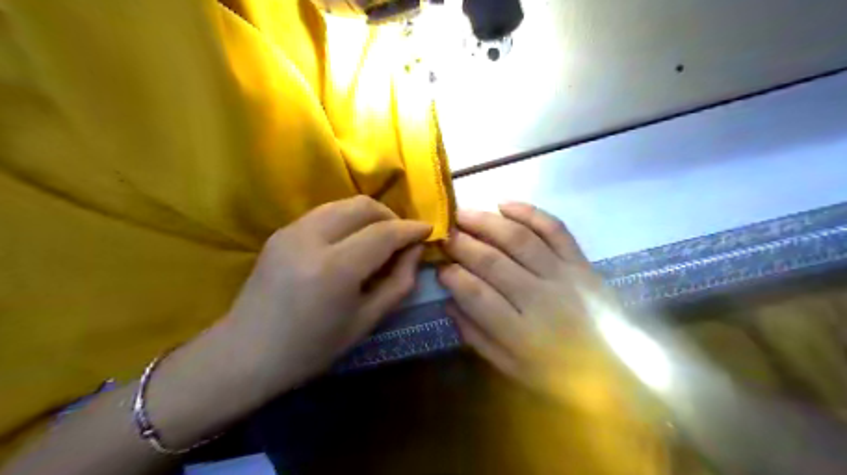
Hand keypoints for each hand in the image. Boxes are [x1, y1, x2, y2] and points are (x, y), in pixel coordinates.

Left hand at [223, 195, 431, 392]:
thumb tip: (415, 250)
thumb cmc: (311, 348)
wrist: (245, 354)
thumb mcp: (366, 321)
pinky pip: (325, 213)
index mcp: (335, 269)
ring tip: (379, 238)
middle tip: (402, 237)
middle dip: (390, 215)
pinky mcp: (280, 231)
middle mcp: (311, 239)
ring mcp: (291, 231)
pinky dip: (347, 220)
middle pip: (363, 206)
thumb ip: (398, 282)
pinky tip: (351, 242)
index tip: (428, 230)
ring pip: (343, 204)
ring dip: (369, 215)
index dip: (411, 229)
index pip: (384, 233)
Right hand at [441, 202, 620, 401]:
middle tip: (443, 233)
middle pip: (492, 261)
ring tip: (463, 213)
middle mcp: (540, 299)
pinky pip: (554, 229)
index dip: (452, 276)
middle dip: (461, 243)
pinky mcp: (581, 262)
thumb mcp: (510, 367)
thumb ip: (476, 335)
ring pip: (519, 239)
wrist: (618, 370)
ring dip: (486, 222)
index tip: (440, 266)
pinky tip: (504, 204)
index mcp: (520, 333)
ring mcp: (564, 276)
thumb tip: (449, 301)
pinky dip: (529, 212)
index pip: (476, 294)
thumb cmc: (558, 374)